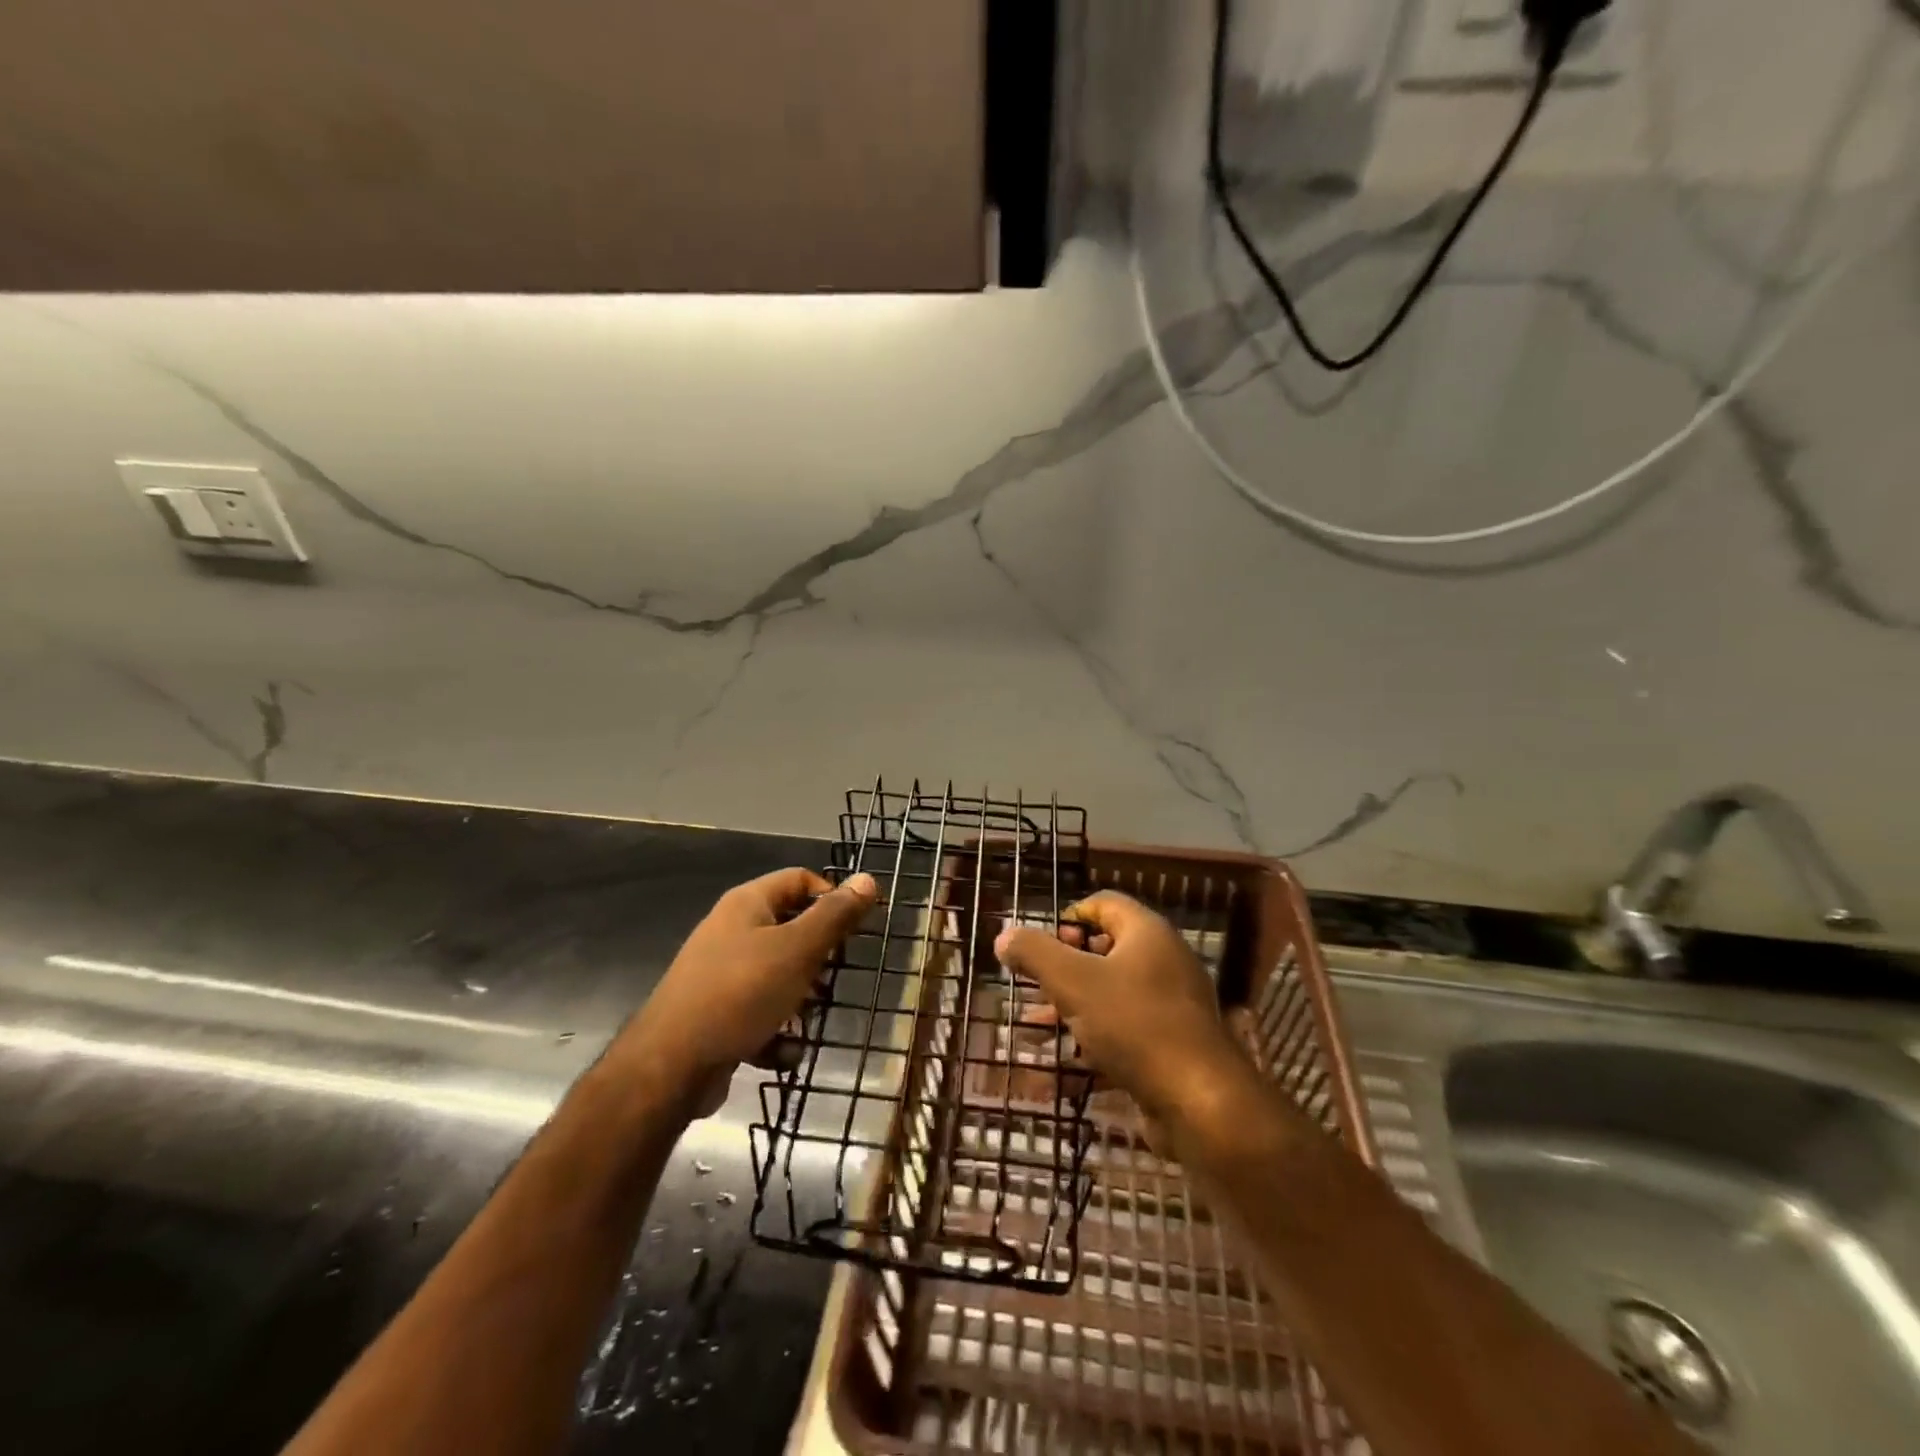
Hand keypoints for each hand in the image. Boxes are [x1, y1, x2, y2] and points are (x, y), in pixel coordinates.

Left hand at [610, 868, 877, 1115]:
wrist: (670, 1065)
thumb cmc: (741, 993)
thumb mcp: (798, 950)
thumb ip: (835, 916)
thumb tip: (868, 879)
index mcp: (747, 903)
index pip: (800, 879)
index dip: (831, 897)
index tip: (855, 930)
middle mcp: (731, 930)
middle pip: (789, 927)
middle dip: (817, 955)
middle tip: (833, 978)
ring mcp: (719, 973)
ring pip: (776, 972)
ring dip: (800, 996)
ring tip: (811, 1018)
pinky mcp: (714, 1012)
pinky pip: (757, 1010)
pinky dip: (775, 1028)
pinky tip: (786, 1051)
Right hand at [995, 891, 1245, 1123]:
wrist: (1202, 1103)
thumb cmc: (1134, 1024)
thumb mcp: (1073, 982)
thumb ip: (1035, 954)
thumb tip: (1004, 936)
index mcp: (1147, 933)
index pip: (1103, 904)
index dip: (1068, 918)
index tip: (1039, 946)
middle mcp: (1163, 962)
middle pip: (1103, 953)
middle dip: (1061, 972)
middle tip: (1030, 989)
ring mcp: (1170, 1007)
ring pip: (1108, 999)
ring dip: (1068, 1012)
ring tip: (1032, 1032)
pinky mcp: (1170, 1049)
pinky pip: (1121, 1036)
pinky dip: (1089, 1047)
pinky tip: (1056, 1073)